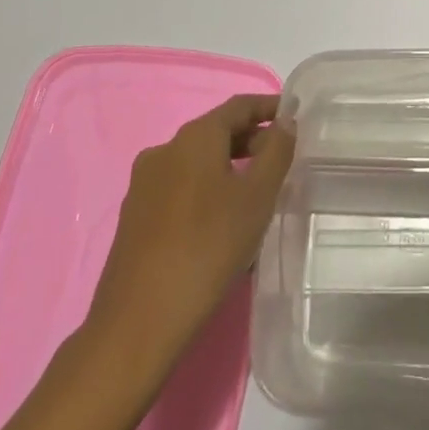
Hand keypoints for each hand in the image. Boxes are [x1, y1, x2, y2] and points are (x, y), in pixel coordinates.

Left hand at [79, 94, 294, 371]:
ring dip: (229, 167)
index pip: (238, 106)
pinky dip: (207, 191)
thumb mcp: (257, 198)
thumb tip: (284, 123)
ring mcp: (144, 185)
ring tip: (257, 192)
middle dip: (250, 140)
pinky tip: (223, 222)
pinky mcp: (135, 218)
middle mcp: (164, 151)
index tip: (294, 116)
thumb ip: (276, 153)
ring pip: (197, 163)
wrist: (137, 323)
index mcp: (193, 138)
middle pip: (215, 132)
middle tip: (282, 158)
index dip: (268, 107)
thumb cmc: (207, 248)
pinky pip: (180, 189)